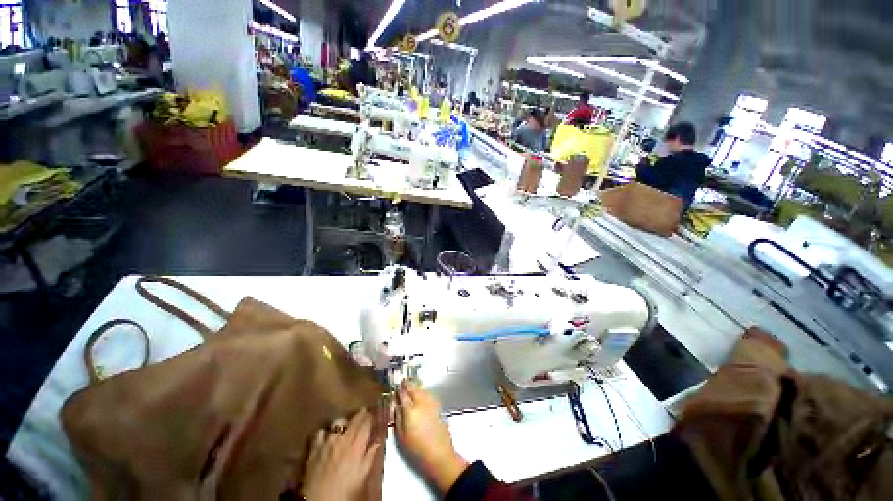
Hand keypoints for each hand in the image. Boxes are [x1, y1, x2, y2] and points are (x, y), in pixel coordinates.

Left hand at [302, 409, 379, 500]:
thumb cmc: (345, 490)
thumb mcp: (362, 475)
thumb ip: (370, 456)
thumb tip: (377, 441)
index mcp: (357, 445)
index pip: (366, 423)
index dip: (370, 417)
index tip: (373, 414)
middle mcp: (343, 438)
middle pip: (353, 420)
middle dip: (360, 414)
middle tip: (364, 412)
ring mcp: (327, 441)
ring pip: (338, 422)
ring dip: (344, 422)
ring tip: (346, 425)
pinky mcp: (314, 448)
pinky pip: (321, 432)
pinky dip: (325, 432)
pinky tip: (327, 436)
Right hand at [394, 381, 468, 493]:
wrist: (439, 454)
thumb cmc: (417, 449)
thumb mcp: (401, 436)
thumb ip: (398, 417)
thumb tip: (395, 406)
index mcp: (410, 410)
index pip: (403, 395)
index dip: (399, 389)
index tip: (396, 386)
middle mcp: (421, 403)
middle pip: (414, 389)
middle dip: (408, 385)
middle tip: (403, 382)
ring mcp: (431, 403)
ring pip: (422, 390)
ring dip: (416, 387)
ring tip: (411, 387)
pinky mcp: (438, 406)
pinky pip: (428, 394)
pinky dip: (423, 392)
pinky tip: (421, 395)